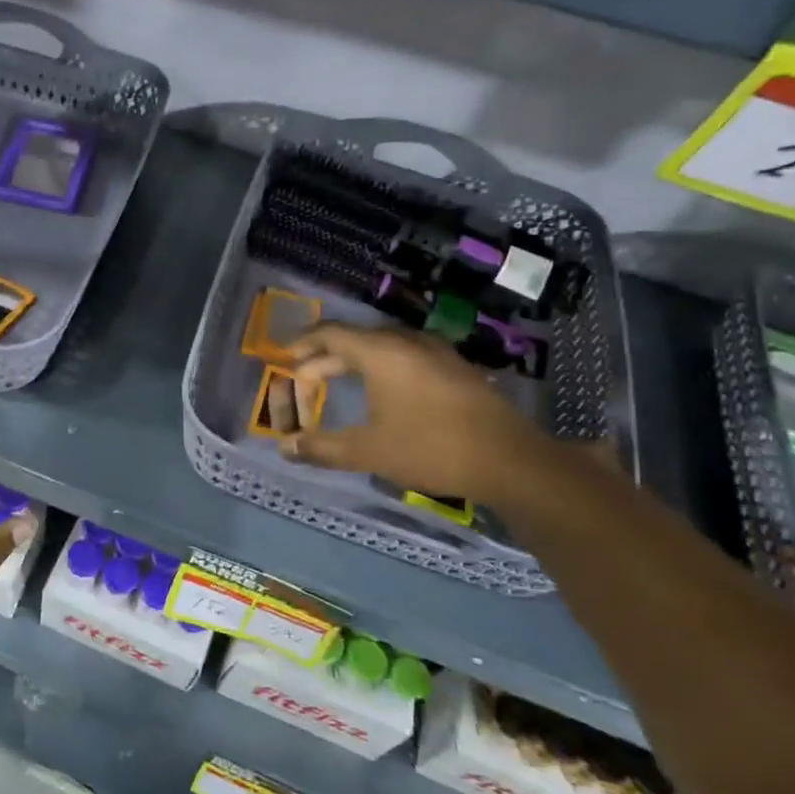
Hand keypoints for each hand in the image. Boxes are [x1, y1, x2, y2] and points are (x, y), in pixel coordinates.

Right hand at [278, 323, 542, 504]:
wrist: (511, 460)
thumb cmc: (431, 448)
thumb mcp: (369, 451)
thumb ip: (322, 447)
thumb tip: (285, 448)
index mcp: (381, 352)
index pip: (331, 333)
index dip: (303, 343)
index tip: (284, 356)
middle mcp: (407, 342)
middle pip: (356, 339)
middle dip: (325, 357)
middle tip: (305, 378)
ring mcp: (436, 352)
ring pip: (383, 346)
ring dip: (355, 361)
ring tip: (338, 382)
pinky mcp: (456, 368)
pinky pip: (406, 356)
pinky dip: (381, 367)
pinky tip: (383, 392)